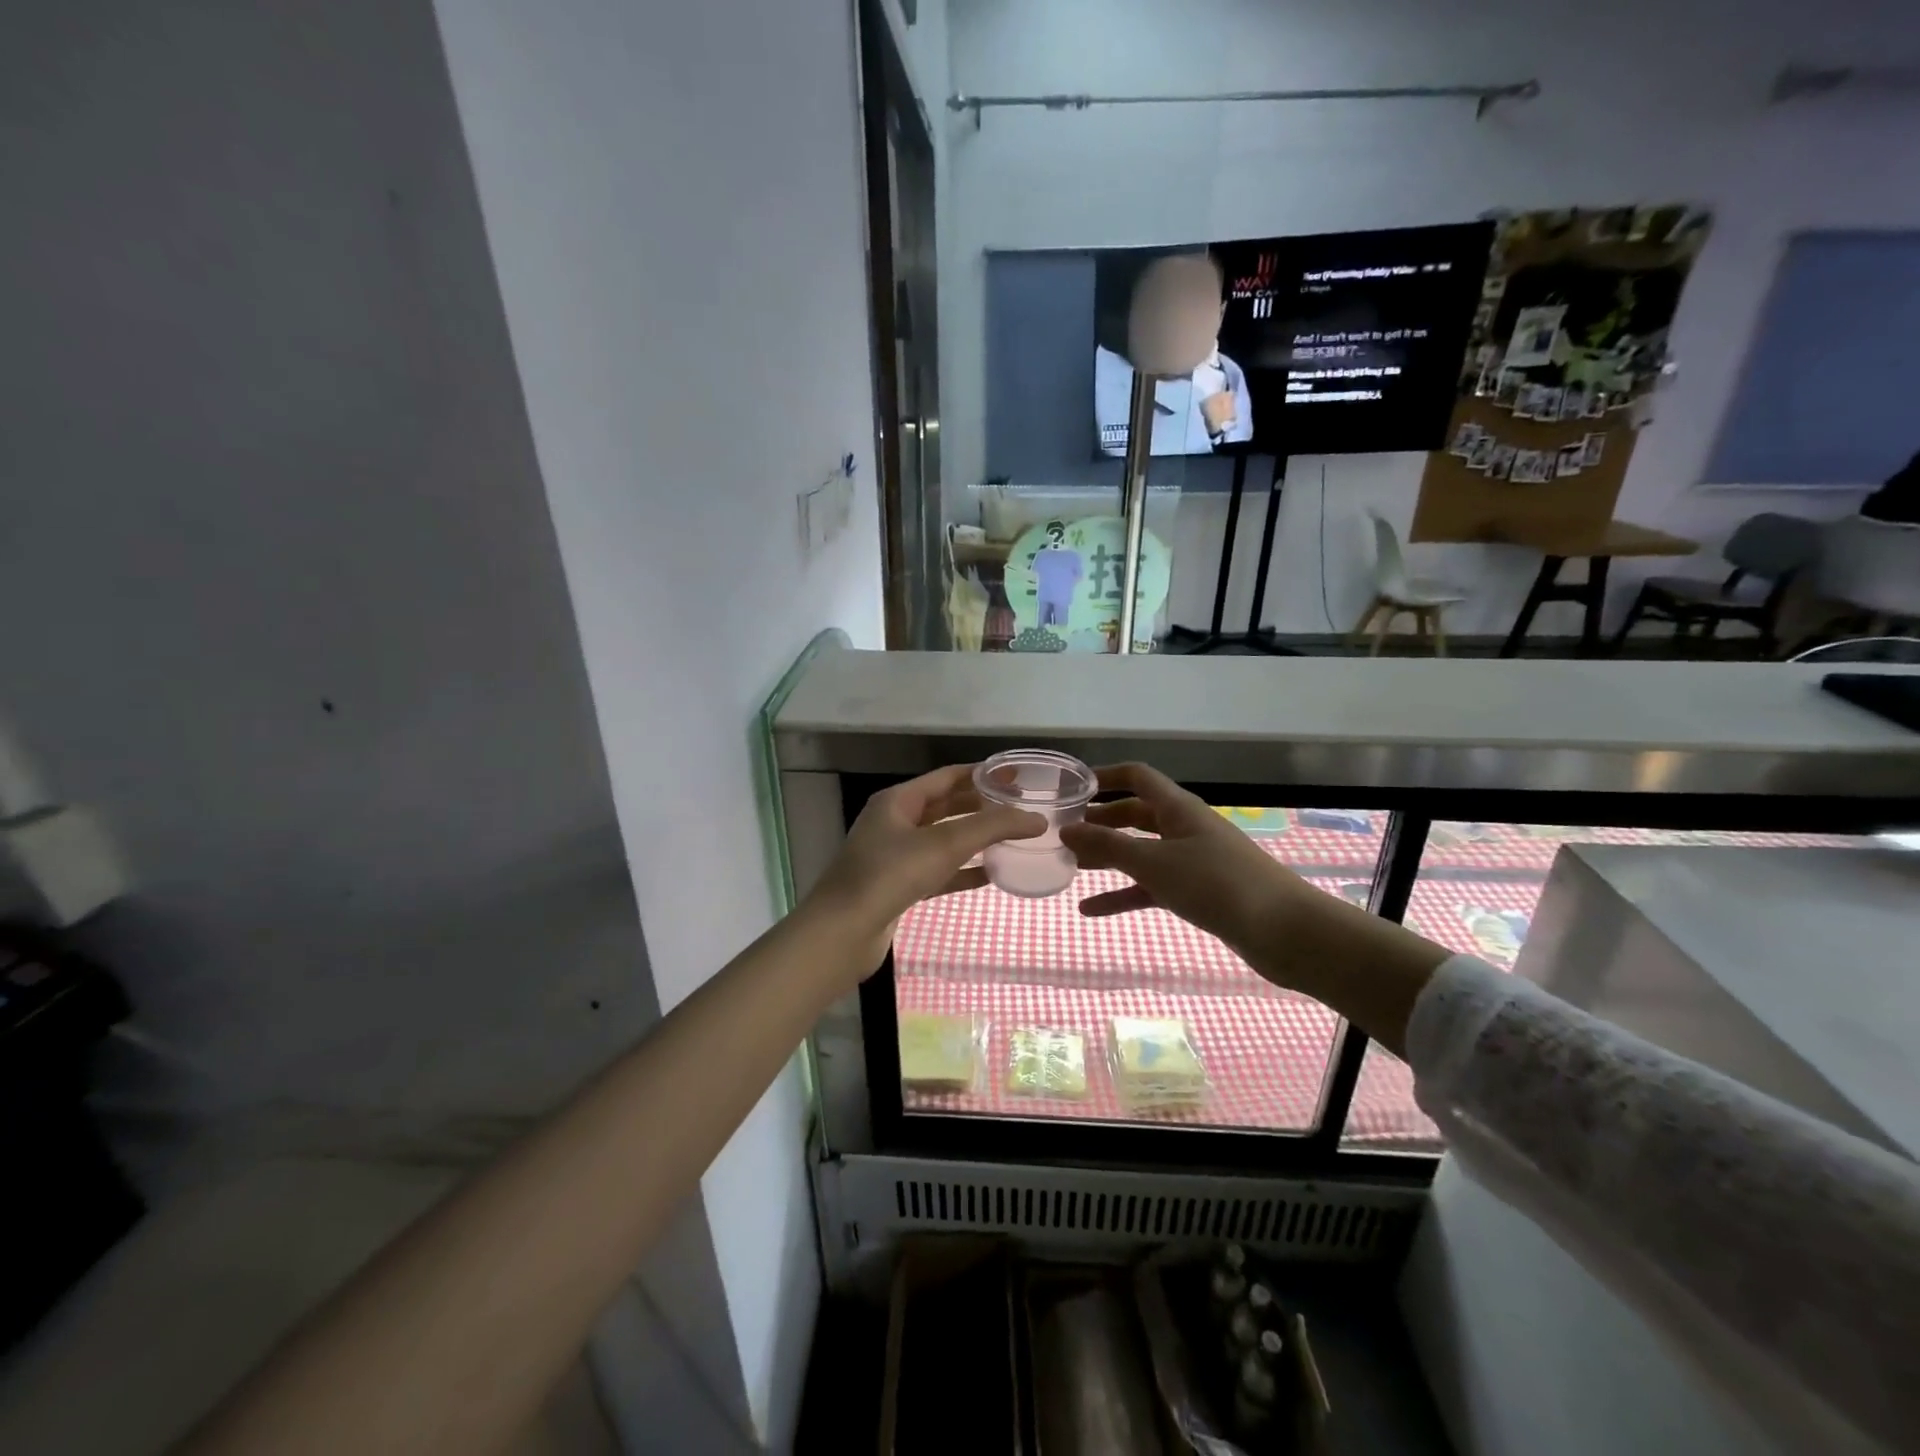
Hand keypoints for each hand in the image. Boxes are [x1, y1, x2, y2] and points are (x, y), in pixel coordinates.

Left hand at [805, 764, 1043, 974]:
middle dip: (982, 806)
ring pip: (943, 840)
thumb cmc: (889, 876)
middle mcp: (894, 823)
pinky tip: (991, 877)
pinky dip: (963, 871)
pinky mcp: (898, 887)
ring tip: (1014, 839)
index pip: (948, 777)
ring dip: (975, 839)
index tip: (1017, 777)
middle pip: (946, 806)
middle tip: (1021, 808)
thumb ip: (993, 828)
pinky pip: (938, 871)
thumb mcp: (945, 844)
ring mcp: (894, 856)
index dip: (983, 774)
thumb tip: (1037, 819)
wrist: (842, 934)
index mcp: (898, 801)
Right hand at [1061, 764, 1449, 1051]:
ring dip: (1108, 857)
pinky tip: (1091, 910)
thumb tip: (1066, 829)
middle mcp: (1184, 828)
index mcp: (1178, 808)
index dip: (1105, 776)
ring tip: (1071, 866)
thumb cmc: (1216, 884)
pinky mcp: (1199, 892)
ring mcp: (1193, 861)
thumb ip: (1107, 846)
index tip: (1072, 788)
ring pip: (1141, 852)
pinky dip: (1123, 894)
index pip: (1137, 777)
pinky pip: (1152, 886)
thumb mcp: (1154, 863)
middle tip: (1063, 832)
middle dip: (1101, 821)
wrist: (1284, 932)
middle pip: (1136, 815)